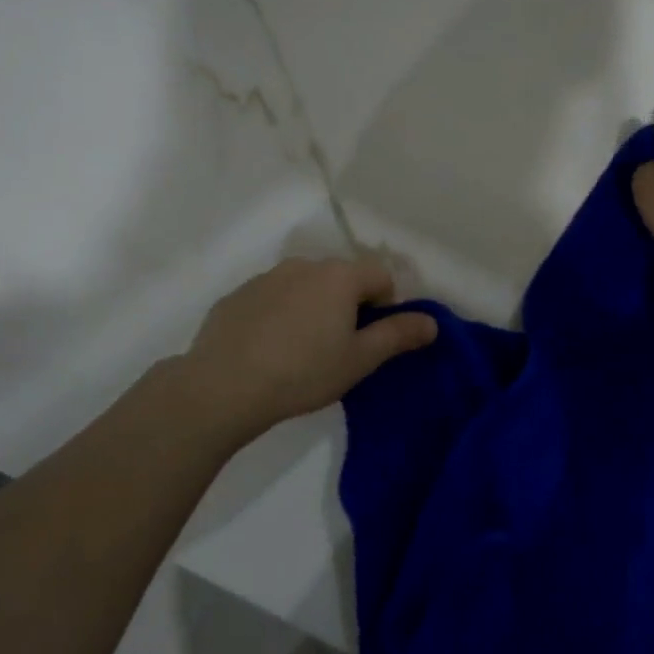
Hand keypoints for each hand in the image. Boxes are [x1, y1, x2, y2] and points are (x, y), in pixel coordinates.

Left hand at [177, 256, 437, 444]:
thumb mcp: (359, 360)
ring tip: (300, 351)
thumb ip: (398, 335)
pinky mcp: (236, 296)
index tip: (369, 340)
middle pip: (342, 278)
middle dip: (349, 306)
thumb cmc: (303, 372)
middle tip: (338, 348)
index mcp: (339, 276)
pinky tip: (268, 350)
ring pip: (305, 287)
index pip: (381, 276)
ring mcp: (266, 277)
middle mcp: (304, 265)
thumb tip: (432, 321)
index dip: (385, 306)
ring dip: (313, 308)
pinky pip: (272, 299)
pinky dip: (279, 315)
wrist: (221, 388)